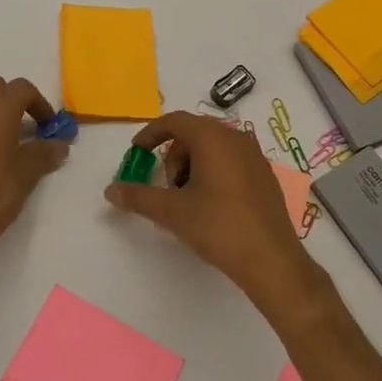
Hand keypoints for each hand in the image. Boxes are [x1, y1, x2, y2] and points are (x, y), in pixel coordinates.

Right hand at [104, 112, 318, 308]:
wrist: (271, 259)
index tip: (137, 153)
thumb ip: (138, 197)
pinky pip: (230, 161)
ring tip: (187, 200)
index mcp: (213, 138)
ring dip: (192, 166)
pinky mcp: (264, 175)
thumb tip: (110, 190)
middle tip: (166, 187)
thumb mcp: (172, 212)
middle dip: (173, 156)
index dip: (151, 133)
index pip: (175, 120)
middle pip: (193, 133)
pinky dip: (212, 173)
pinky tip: (210, 205)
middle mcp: (236, 138)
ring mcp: (254, 156)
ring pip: (213, 148)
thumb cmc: (218, 227)